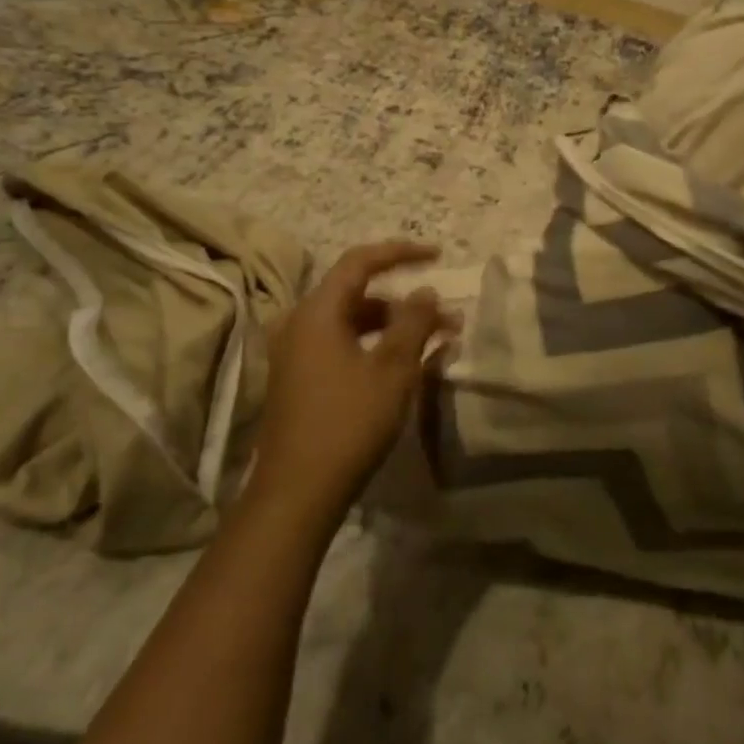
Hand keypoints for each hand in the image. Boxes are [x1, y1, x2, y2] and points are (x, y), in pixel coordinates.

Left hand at [247, 241, 458, 523]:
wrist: (298, 490)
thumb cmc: (349, 422)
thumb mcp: (393, 369)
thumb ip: (413, 322)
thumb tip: (426, 291)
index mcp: (317, 313)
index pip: (360, 262)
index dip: (401, 252)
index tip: (438, 255)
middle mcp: (300, 324)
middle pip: (358, 294)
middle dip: (406, 301)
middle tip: (447, 316)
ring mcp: (296, 353)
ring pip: (353, 322)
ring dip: (395, 326)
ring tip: (436, 343)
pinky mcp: (299, 379)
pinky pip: (343, 345)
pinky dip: (376, 345)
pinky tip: (405, 365)